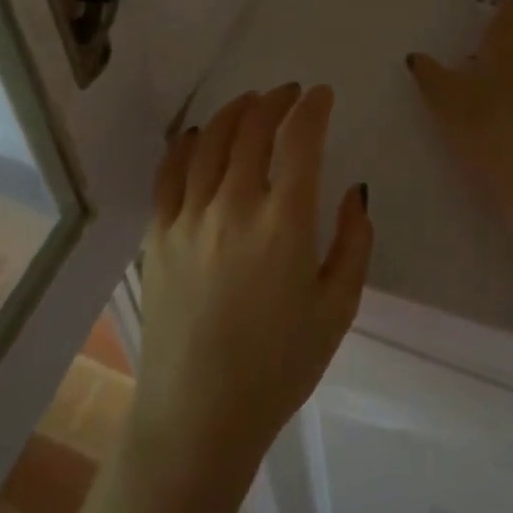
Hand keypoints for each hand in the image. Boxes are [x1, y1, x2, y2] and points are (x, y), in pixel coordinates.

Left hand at [132, 84, 373, 479]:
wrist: (198, 418)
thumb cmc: (278, 367)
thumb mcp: (337, 310)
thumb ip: (354, 243)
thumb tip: (354, 191)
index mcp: (284, 224)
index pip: (300, 140)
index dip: (313, 108)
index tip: (322, 95)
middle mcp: (234, 206)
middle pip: (254, 128)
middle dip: (276, 100)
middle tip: (290, 94)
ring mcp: (190, 217)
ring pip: (212, 139)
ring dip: (235, 111)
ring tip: (250, 102)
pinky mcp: (157, 234)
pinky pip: (169, 172)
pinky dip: (186, 144)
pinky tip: (198, 135)